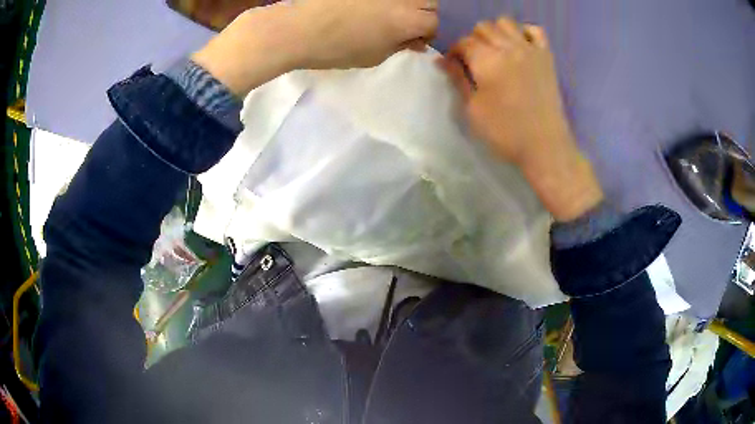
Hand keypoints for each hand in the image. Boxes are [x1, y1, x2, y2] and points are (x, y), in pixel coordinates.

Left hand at [193, 1, 437, 95]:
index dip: (424, 35)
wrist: (297, 28)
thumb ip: (399, 46)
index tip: (410, 42)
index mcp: (408, 19)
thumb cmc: (335, 49)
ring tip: (387, 13)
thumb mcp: (374, 56)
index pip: (433, 23)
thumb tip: (413, 40)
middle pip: (429, 2)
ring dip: (407, 3)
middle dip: (420, 15)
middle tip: (401, 25)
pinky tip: (371, 5)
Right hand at [440, 17, 602, 220]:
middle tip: (475, 61)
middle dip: (473, 40)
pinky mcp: (546, 57)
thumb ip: (457, 79)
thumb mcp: (473, 109)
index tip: (453, 66)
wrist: (545, 146)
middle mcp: (508, 47)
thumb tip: (441, 60)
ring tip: (496, 51)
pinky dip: (525, 33)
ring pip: (506, 22)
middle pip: (483, 27)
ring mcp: (530, 49)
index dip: (454, 52)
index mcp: (486, 60)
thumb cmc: (505, 132)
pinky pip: (535, 31)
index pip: (463, 42)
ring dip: (496, 32)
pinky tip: (520, 47)